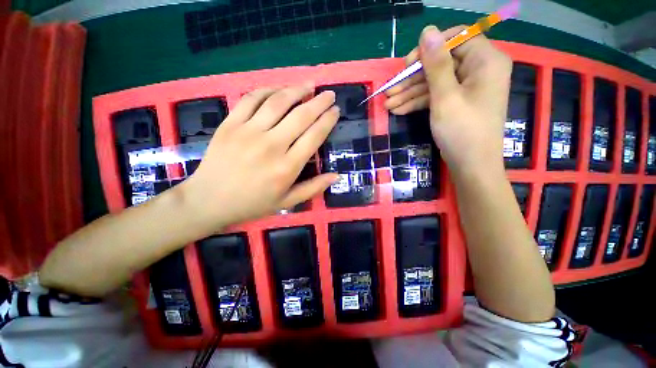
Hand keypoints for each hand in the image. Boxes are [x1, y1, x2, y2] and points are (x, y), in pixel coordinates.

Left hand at [179, 84, 339, 232]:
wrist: (209, 200)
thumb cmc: (252, 203)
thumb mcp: (287, 202)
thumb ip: (313, 188)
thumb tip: (336, 176)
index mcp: (287, 167)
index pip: (314, 135)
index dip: (328, 120)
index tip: (336, 111)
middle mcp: (271, 145)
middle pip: (301, 115)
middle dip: (319, 102)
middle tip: (329, 94)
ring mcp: (249, 131)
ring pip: (278, 102)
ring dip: (297, 90)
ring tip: (309, 85)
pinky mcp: (230, 124)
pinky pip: (251, 99)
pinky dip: (268, 90)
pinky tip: (279, 89)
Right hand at [385, 25, 511, 175]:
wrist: (471, 166)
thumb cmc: (462, 131)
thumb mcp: (445, 97)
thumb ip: (436, 64)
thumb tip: (427, 31)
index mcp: (485, 61)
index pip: (457, 39)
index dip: (430, 49)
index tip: (407, 64)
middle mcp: (479, 70)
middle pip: (441, 64)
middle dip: (413, 79)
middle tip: (389, 91)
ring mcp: (468, 88)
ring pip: (435, 82)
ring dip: (410, 93)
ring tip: (388, 104)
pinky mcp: (458, 102)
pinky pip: (437, 96)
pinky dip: (418, 102)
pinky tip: (399, 110)